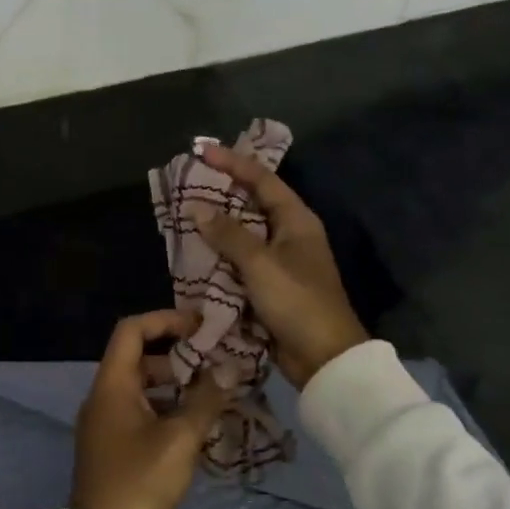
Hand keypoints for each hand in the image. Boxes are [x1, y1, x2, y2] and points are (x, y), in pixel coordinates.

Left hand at [72, 311, 230, 508]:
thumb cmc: (141, 482)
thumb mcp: (180, 439)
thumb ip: (206, 399)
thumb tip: (230, 368)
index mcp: (111, 385)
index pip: (131, 330)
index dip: (164, 320)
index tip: (199, 326)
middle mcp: (103, 396)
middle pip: (138, 357)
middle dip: (177, 354)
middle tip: (215, 360)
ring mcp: (105, 422)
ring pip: (142, 387)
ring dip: (175, 383)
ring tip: (213, 389)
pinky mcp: (112, 445)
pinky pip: (140, 410)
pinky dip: (166, 407)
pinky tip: (196, 421)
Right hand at [197, 142, 369, 387]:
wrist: (324, 357)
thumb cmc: (297, 302)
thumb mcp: (260, 264)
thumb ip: (228, 234)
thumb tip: (196, 207)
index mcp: (296, 220)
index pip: (262, 180)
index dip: (232, 163)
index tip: (201, 151)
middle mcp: (290, 234)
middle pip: (252, 203)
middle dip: (221, 193)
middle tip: (189, 181)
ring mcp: (281, 261)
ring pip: (244, 233)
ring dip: (217, 226)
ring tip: (185, 213)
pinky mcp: (271, 285)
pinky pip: (241, 260)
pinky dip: (221, 254)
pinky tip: (196, 252)